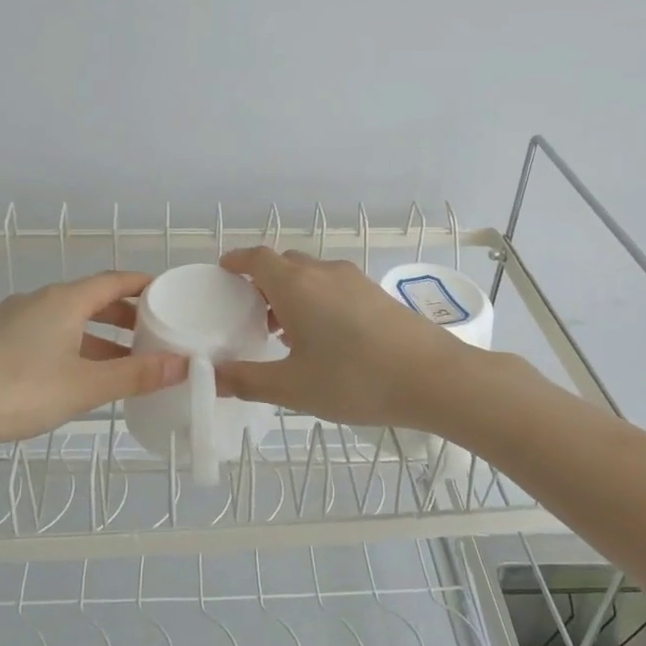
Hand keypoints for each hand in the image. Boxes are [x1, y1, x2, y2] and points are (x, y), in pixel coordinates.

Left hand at [0, 271, 187, 456]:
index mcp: (64, 300)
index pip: (115, 280)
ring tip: (126, 359)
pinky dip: (76, 344)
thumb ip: (136, 375)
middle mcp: (40, 300)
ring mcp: (15, 319)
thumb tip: (183, 364)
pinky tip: (81, 373)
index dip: (144, 285)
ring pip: (70, 318)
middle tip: (155, 332)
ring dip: (100, 334)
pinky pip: (50, 332)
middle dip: (126, 314)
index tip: (169, 294)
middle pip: (92, 298)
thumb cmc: (20, 390)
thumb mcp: (86, 386)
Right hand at [213, 248, 476, 428]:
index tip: (223, 271)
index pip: (257, 258)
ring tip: (282, 331)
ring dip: (291, 293)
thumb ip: (247, 381)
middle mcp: (324, 273)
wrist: (433, 378)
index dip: (237, 261)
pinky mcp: (377, 294)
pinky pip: (334, 286)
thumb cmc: (355, 380)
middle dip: (262, 282)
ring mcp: (355, 280)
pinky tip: (322, 338)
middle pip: (284, 264)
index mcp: (296, 285)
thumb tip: (212, 376)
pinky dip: (316, 300)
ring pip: (311, 275)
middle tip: (248, 313)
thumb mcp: (293, 388)